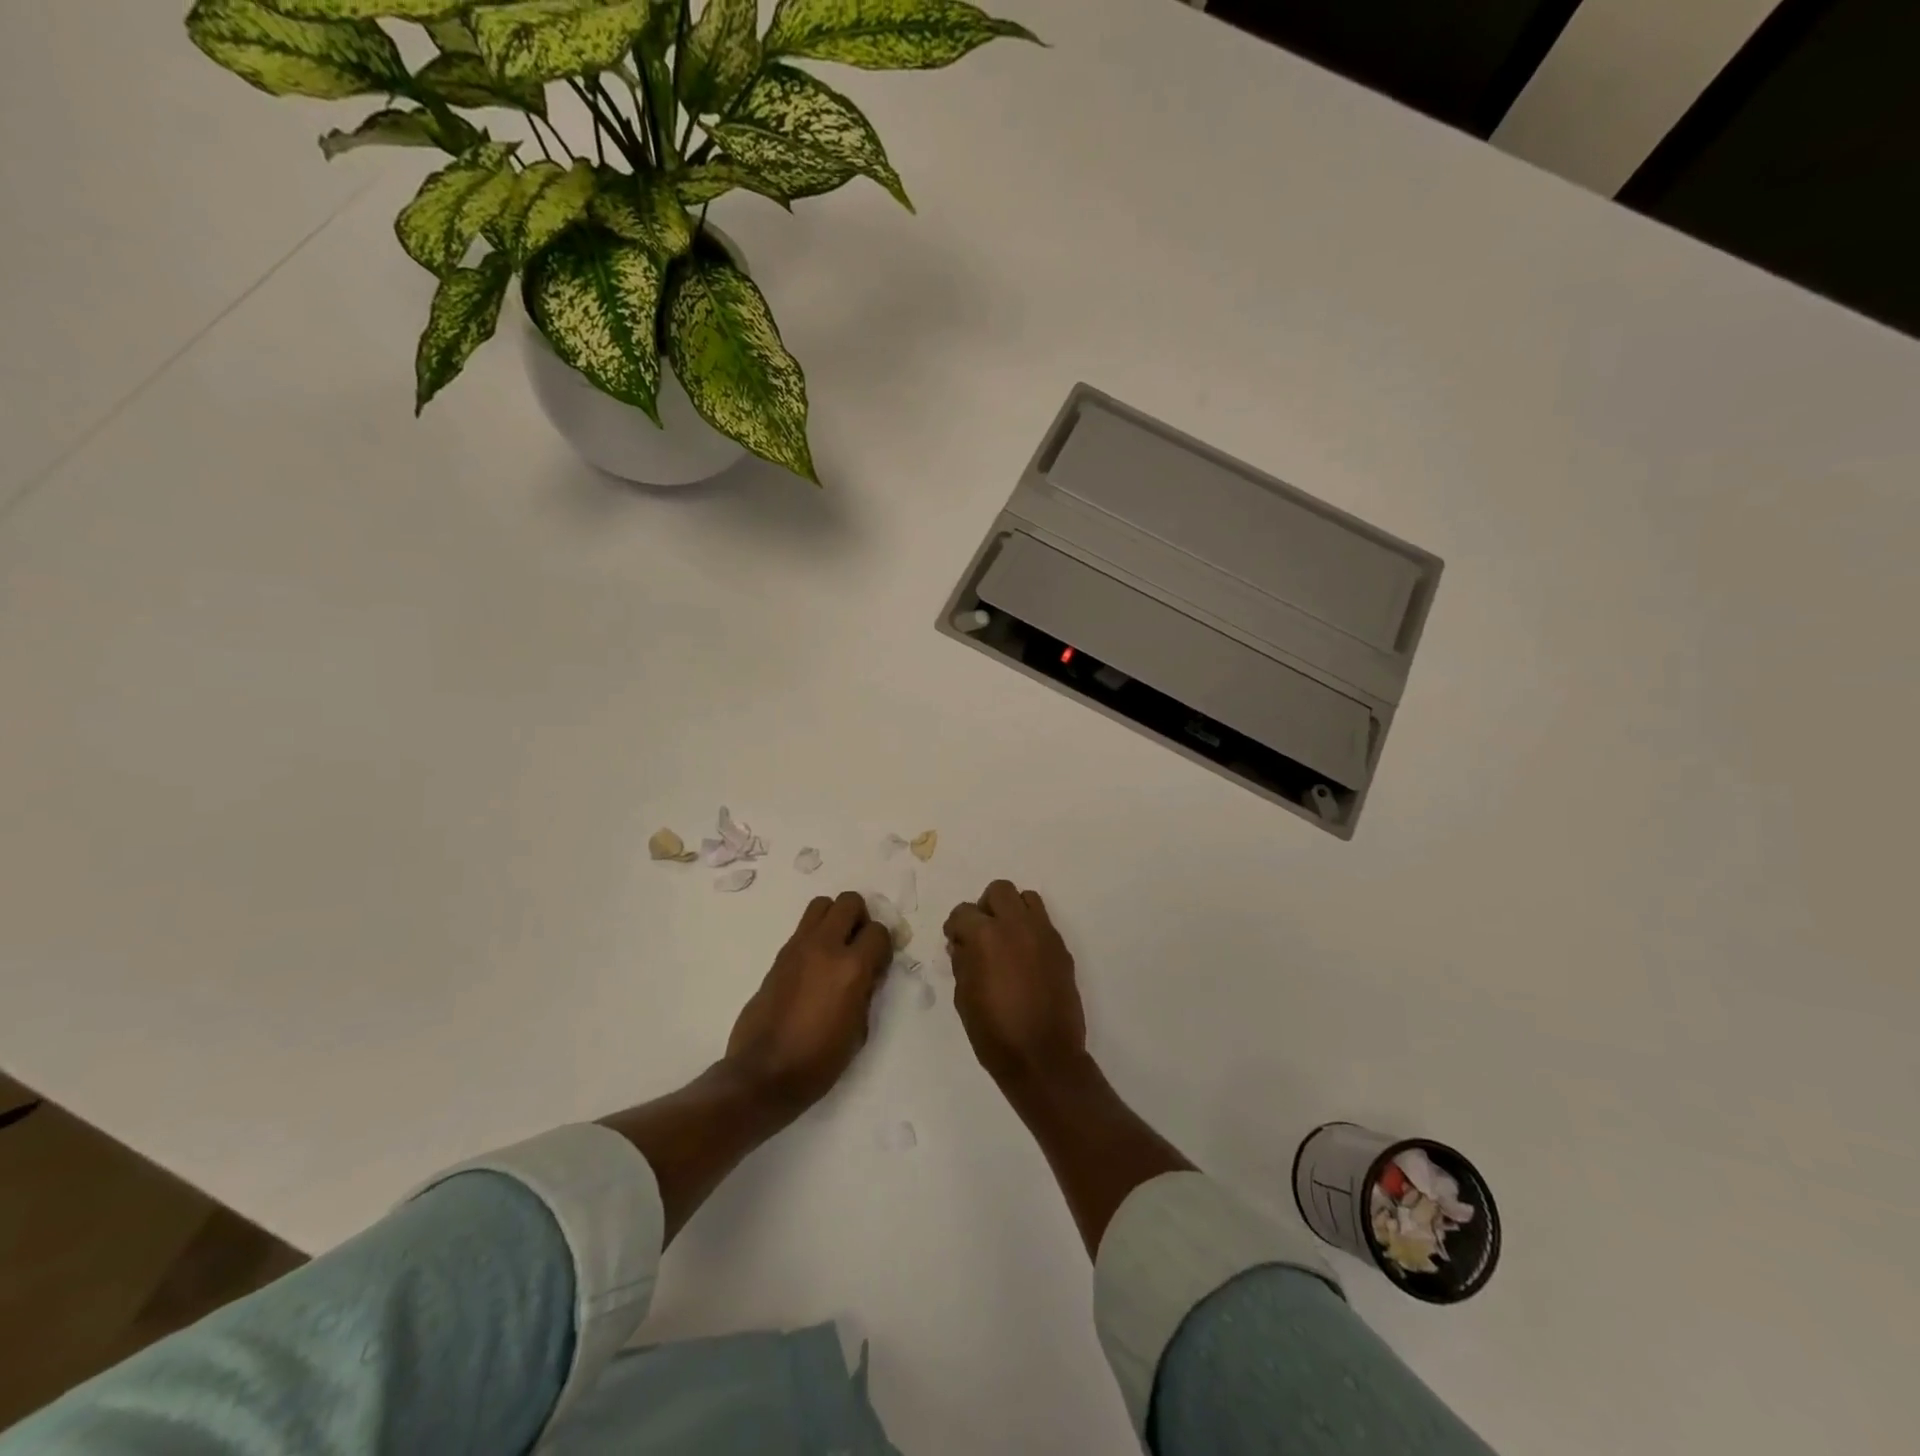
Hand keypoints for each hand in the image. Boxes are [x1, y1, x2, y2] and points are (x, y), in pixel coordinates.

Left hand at [725, 892, 890, 1112]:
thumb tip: (869, 972)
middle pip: (849, 901)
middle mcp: (825, 947)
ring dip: (834, 918)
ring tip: (836, 948)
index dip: (883, 946)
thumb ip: (867, 991)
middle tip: (858, 945)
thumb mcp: (859, 1030)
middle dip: (860, 918)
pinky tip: (815, 967)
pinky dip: (815, 936)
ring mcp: (798, 948)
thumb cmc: (819, 1061)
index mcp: (851, 968)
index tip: (879, 965)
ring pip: (821, 905)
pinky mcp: (779, 956)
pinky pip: (803, 929)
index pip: (878, 931)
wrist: (763, 1074)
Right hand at [943, 881, 1088, 1088]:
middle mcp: (1017, 925)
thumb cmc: (994, 1033)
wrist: (1044, 1058)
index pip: (963, 911)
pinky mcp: (1062, 949)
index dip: (955, 926)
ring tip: (1006, 939)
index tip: (955, 942)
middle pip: (1000, 891)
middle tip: (981, 933)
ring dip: (1013, 911)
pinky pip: (1044, 924)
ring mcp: (1044, 935)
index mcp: (986, 935)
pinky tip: (1025, 959)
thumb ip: (962, 961)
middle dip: (985, 907)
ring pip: (1027, 899)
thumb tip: (962, 944)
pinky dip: (1031, 930)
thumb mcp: (964, 997)